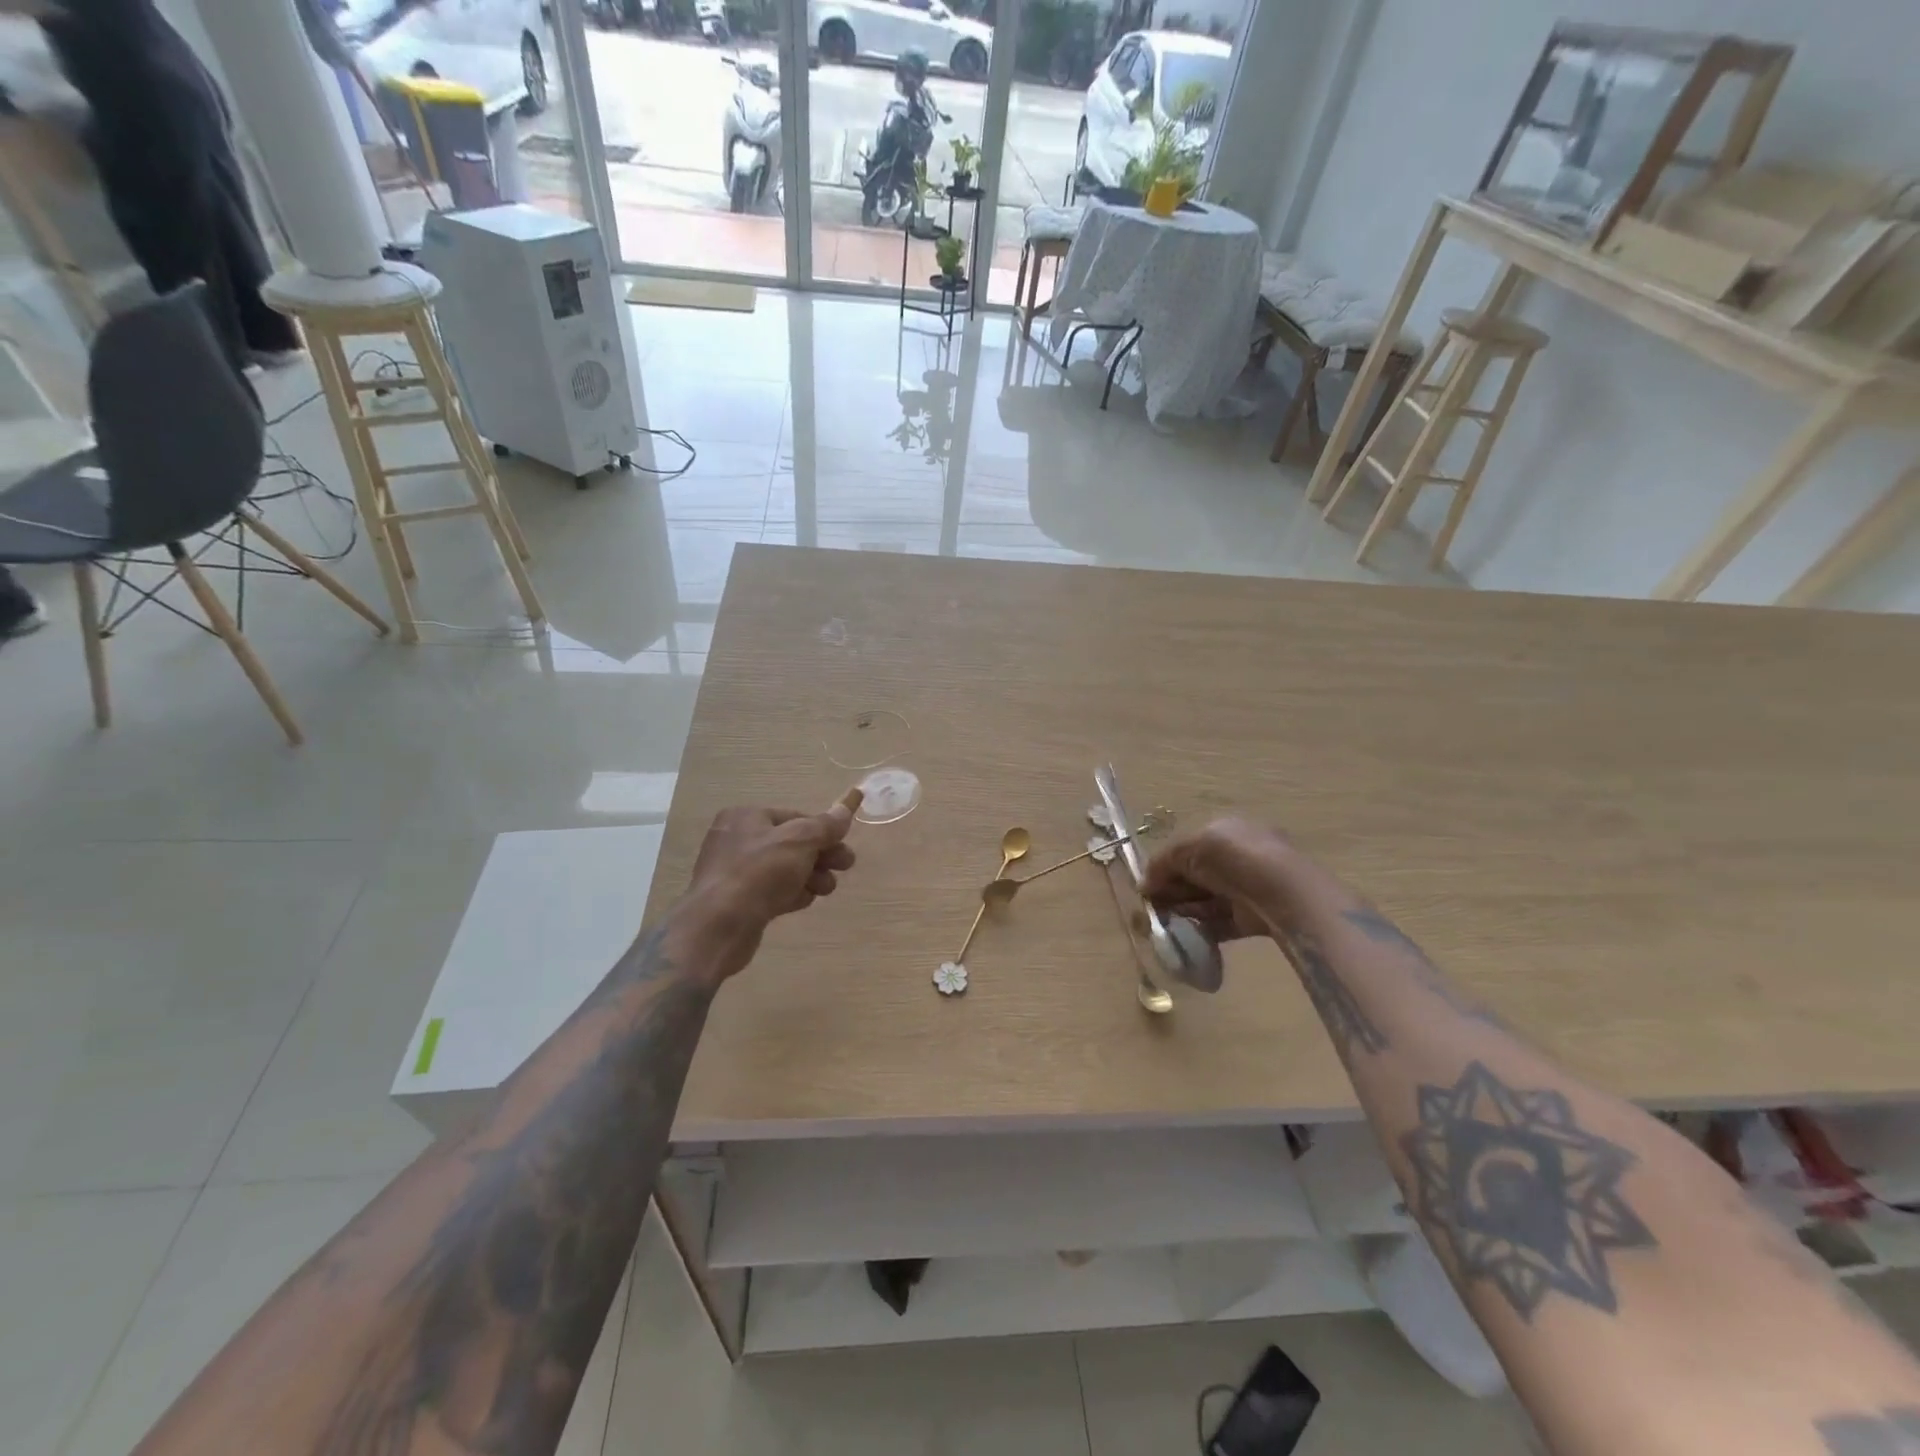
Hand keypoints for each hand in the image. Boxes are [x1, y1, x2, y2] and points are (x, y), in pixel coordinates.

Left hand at [681, 791, 861, 981]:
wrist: (719, 926)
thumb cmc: (760, 872)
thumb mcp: (800, 841)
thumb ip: (826, 825)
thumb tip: (845, 806)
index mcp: (746, 817)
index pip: (795, 817)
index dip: (823, 830)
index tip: (844, 845)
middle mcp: (737, 839)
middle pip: (791, 843)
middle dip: (821, 855)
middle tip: (845, 866)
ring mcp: (735, 872)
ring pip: (784, 869)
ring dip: (810, 876)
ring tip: (826, 889)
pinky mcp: (738, 901)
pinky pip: (772, 891)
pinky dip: (791, 893)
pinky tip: (804, 901)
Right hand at [1140, 817, 1299, 944]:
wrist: (1278, 892)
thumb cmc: (1231, 857)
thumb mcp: (1187, 848)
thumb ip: (1162, 863)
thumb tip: (1144, 884)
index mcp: (1225, 831)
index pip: (1188, 848)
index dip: (1166, 866)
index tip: (1148, 885)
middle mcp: (1237, 857)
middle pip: (1195, 876)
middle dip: (1172, 891)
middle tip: (1153, 908)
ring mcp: (1246, 888)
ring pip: (1206, 900)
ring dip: (1184, 911)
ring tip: (1164, 923)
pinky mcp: (1252, 917)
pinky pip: (1220, 922)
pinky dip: (1202, 929)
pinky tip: (1183, 935)